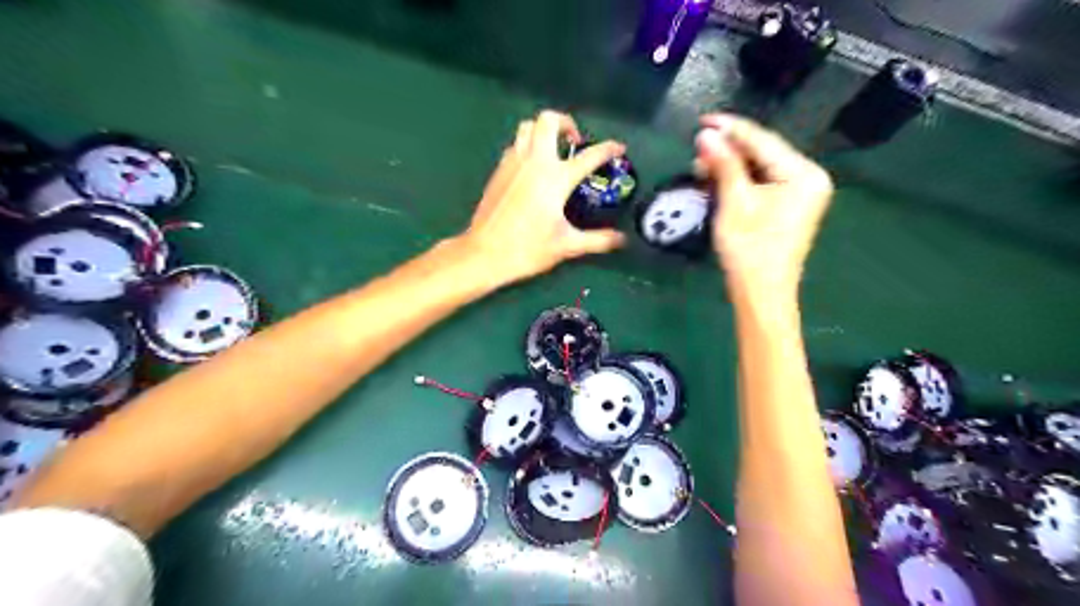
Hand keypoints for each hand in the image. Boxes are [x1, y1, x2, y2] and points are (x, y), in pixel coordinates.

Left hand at [460, 110, 629, 282]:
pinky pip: (515, 144)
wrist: (484, 253)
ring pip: (527, 126)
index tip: (618, 148)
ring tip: (553, 149)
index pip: (589, 156)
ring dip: (543, 130)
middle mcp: (534, 162)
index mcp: (556, 178)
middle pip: (549, 120)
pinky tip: (532, 167)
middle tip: (575, 141)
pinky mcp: (498, 170)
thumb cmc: (527, 249)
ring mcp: (513, 162)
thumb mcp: (567, 246)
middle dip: (566, 122)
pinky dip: (527, 144)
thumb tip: (621, 240)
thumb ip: (598, 240)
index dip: (608, 149)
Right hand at [691, 113, 832, 298]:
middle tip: (697, 145)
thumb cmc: (750, 247)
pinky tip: (716, 179)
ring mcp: (799, 195)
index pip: (764, 142)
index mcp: (803, 174)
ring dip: (730, 166)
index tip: (704, 119)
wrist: (760, 293)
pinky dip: (738, 182)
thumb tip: (706, 134)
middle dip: (728, 150)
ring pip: (759, 170)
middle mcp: (807, 179)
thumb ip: (723, 164)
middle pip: (763, 154)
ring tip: (700, 165)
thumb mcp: (734, 201)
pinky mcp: (787, 208)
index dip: (731, 129)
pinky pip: (760, 185)